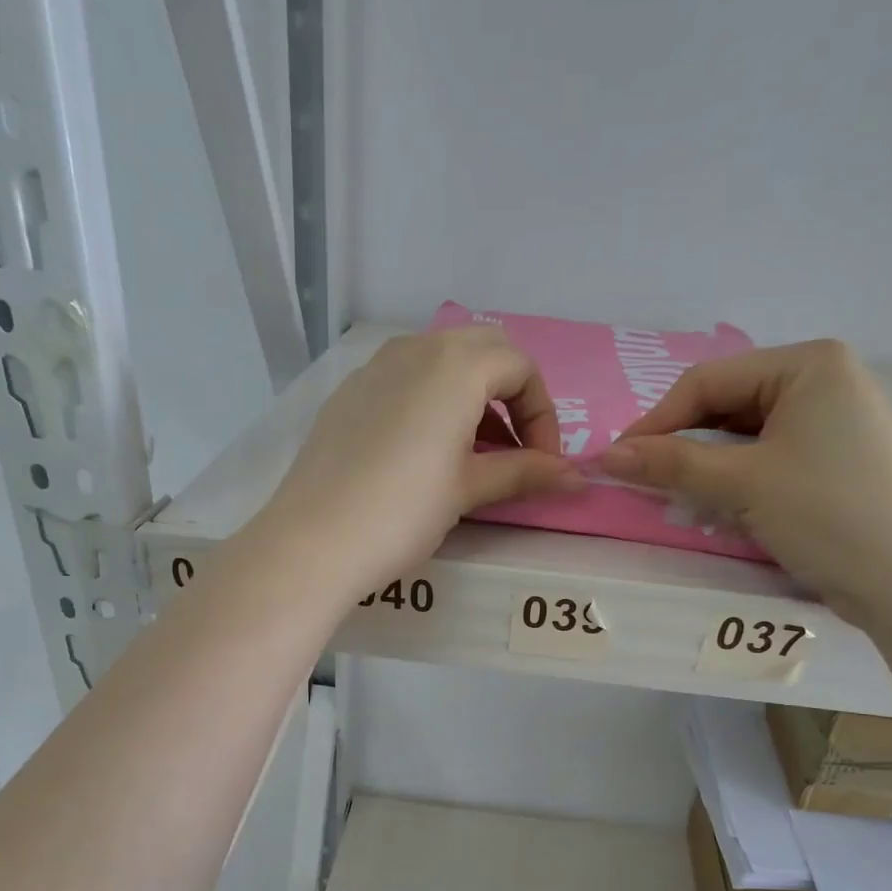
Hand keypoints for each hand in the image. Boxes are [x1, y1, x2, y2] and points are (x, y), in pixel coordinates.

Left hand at [261, 328, 581, 597]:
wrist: (313, 541)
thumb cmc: (404, 512)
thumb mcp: (469, 489)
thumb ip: (525, 473)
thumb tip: (578, 478)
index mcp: (455, 364)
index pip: (520, 368)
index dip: (543, 416)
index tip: (543, 464)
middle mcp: (414, 349)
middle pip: (483, 352)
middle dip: (511, 396)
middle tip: (514, 450)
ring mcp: (374, 369)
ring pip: (440, 362)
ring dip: (471, 398)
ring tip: (473, 455)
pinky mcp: (347, 395)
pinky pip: (404, 381)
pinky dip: (431, 402)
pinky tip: (424, 453)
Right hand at [600, 339, 891, 617]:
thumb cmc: (827, 514)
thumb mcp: (742, 484)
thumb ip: (670, 464)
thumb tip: (603, 456)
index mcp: (807, 363)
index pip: (708, 382)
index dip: (656, 421)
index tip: (617, 461)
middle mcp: (822, 380)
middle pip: (725, 405)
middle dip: (683, 443)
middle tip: (645, 480)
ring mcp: (831, 420)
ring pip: (742, 433)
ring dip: (705, 464)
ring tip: (678, 496)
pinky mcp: (832, 458)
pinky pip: (766, 455)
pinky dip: (735, 477)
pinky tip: (718, 504)